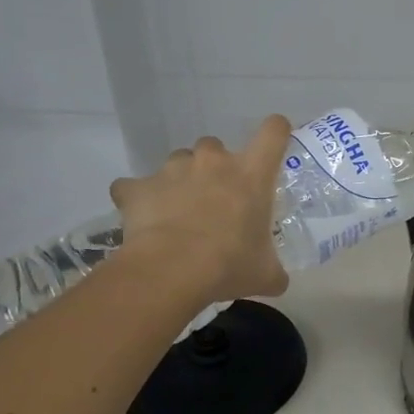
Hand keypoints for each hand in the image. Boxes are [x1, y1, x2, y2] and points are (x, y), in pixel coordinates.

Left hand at [109, 117, 290, 308]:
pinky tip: (142, 218)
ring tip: (179, 211)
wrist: (170, 271)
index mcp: (251, 174)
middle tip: (215, 198)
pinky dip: (138, 198)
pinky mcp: (138, 187)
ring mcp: (173, 170)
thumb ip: (274, 271)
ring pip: (178, 162)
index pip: (273, 132)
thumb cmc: (228, 264)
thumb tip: (279, 281)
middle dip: (215, 167)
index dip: (276, 131)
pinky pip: (135, 186)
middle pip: (216, 146)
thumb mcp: (265, 273)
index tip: (274, 140)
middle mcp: (213, 161)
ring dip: (181, 180)